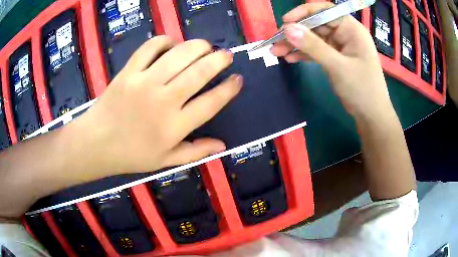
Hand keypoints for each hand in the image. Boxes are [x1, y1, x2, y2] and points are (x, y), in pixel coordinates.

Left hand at [68, 36, 241, 175]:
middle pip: (199, 72)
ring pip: (179, 55)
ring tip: (204, 46)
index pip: (211, 103)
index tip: (238, 79)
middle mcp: (163, 101)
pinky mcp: (128, 72)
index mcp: (174, 126)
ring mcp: (144, 83)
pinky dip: (164, 41)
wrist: (96, 144)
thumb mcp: (165, 161)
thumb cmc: (131, 155)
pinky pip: (150, 47)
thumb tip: (222, 145)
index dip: (228, 89)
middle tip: (225, 55)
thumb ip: (195, 152)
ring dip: (197, 46)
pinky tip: (170, 44)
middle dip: (219, 59)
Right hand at [270, 3, 393, 117]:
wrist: (371, 116)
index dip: (304, 13)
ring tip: (276, 51)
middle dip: (296, 32)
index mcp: (351, 29)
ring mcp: (340, 47)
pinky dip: (304, 54)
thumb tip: (287, 29)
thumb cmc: (362, 89)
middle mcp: (345, 34)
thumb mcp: (337, 66)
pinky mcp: (336, 58)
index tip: (286, 22)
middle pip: (316, 25)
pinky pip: (317, 51)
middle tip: (275, 41)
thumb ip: (313, 46)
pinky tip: (290, 58)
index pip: (325, 11)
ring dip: (296, 44)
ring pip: (314, 39)